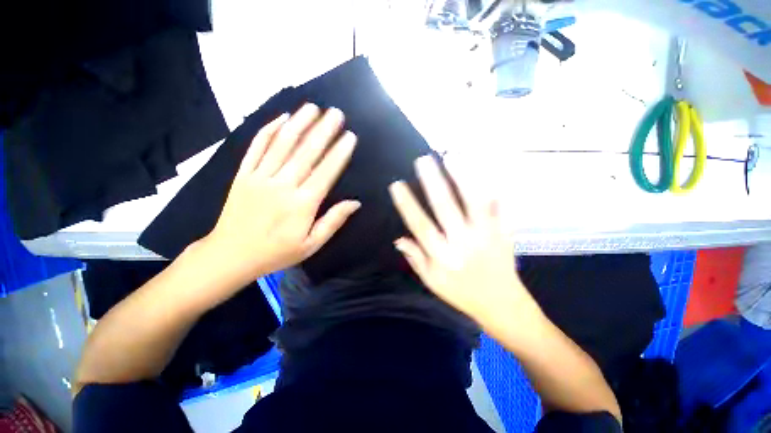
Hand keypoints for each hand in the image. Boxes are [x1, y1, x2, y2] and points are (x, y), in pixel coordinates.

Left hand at [205, 103, 359, 281]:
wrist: (231, 255)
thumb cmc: (277, 252)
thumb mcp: (311, 244)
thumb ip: (333, 221)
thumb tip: (355, 203)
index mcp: (302, 204)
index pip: (325, 172)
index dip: (339, 153)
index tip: (350, 136)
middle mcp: (282, 186)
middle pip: (306, 153)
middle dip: (323, 130)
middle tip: (336, 113)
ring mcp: (260, 177)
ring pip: (282, 145)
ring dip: (299, 123)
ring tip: (312, 107)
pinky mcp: (243, 175)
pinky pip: (256, 148)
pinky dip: (268, 131)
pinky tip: (281, 118)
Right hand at [389, 156, 532, 322]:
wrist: (502, 305)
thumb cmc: (462, 294)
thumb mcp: (432, 282)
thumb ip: (416, 259)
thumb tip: (399, 238)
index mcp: (442, 256)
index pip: (420, 226)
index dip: (407, 204)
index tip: (397, 185)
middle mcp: (463, 242)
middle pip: (445, 208)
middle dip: (432, 182)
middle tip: (423, 160)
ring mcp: (486, 236)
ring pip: (473, 202)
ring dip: (462, 179)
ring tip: (452, 158)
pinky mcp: (504, 234)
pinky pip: (501, 208)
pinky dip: (494, 190)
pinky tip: (487, 173)